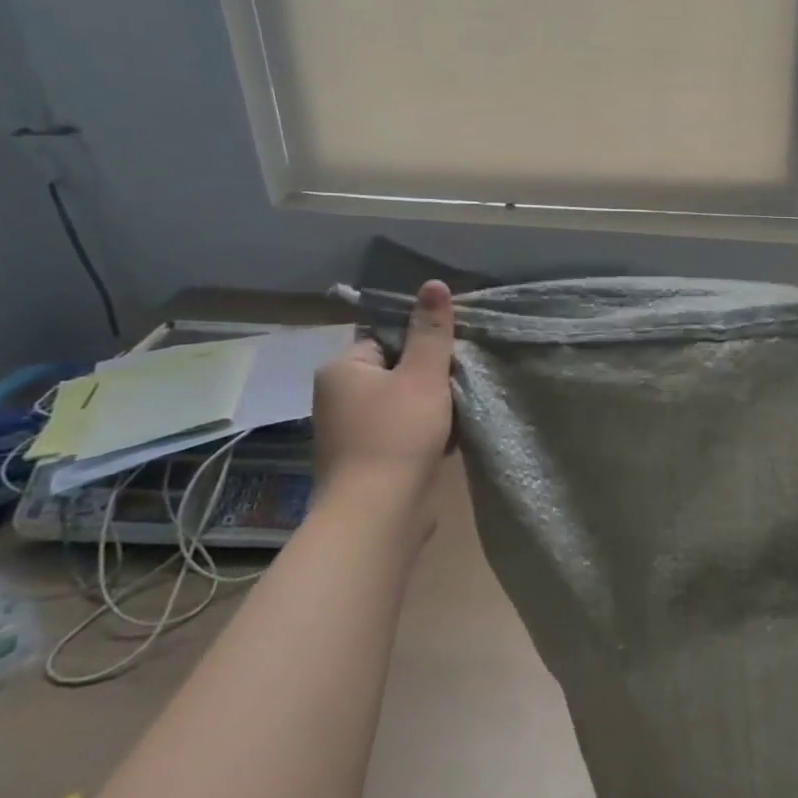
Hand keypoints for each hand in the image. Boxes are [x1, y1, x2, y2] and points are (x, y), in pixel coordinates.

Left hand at [312, 281, 455, 526]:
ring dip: (432, 405)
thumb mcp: (423, 375)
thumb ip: (431, 331)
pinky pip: (401, 431)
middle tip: (460, 382)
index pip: (385, 336)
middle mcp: (338, 396)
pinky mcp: (367, 459)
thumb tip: (433, 283)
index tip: (452, 353)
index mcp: (342, 369)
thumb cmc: (397, 434)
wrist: (378, 514)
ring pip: (403, 402)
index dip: (422, 342)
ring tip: (458, 411)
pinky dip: (424, 432)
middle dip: (430, 376)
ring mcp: (350, 431)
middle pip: (396, 369)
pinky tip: (447, 439)